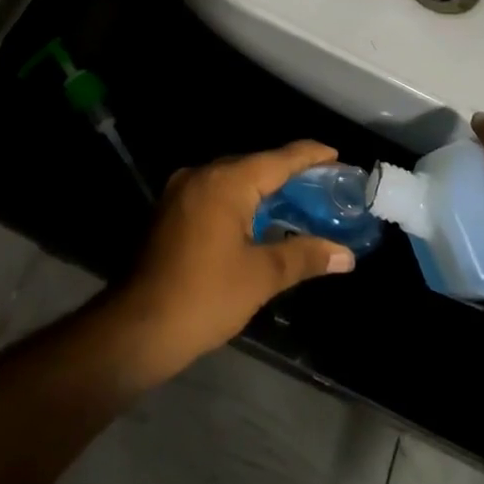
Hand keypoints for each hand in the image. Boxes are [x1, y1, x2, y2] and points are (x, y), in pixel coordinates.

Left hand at [116, 140, 356, 378]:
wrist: (137, 328)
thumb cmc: (205, 297)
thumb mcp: (262, 277)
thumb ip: (304, 256)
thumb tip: (346, 255)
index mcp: (225, 182)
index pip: (278, 159)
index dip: (310, 155)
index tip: (337, 156)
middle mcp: (201, 175)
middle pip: (255, 165)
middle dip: (289, 174)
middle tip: (323, 187)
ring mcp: (181, 192)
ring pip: (233, 180)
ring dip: (264, 189)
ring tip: (298, 202)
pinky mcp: (170, 211)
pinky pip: (214, 194)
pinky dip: (240, 201)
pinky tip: (259, 220)